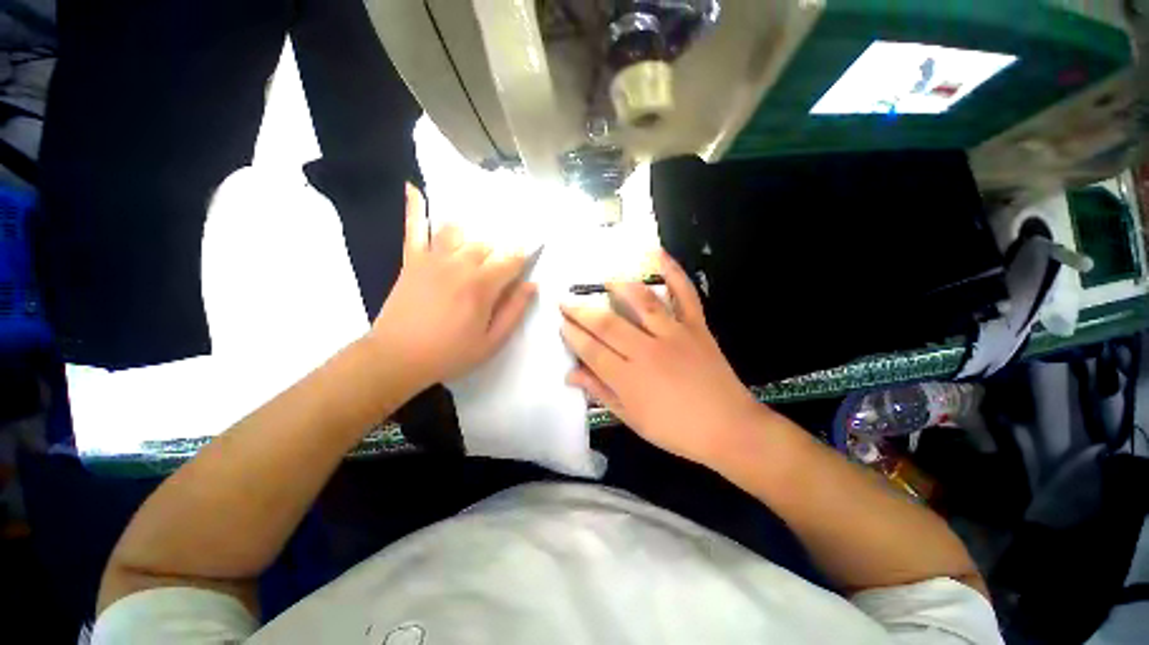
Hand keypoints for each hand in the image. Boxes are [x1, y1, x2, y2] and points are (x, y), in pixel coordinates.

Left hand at [368, 184, 535, 390]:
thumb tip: (532, 284)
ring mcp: (433, 259)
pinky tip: (413, 188)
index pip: (511, 260)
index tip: (530, 254)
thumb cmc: (450, 353)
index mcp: (482, 286)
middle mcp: (460, 265)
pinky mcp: (412, 261)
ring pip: (459, 233)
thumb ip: (515, 310)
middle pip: (487, 245)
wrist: (397, 358)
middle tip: (501, 264)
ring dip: (473, 234)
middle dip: (499, 251)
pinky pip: (413, 229)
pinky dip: (414, 208)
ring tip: (478, 240)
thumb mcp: (492, 341)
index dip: (523, 256)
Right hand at [560, 251, 765, 466]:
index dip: (572, 335)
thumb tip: (571, 374)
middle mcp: (647, 351)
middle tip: (565, 301)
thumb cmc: (675, 430)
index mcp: (629, 378)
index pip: (591, 350)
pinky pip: (684, 294)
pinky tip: (659, 254)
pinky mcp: (696, 327)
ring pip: (642, 303)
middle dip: (582, 311)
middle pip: (608, 325)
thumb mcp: (631, 418)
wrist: (729, 428)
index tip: (561, 322)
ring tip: (605, 281)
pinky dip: (674, 272)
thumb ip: (600, 392)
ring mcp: (674, 334)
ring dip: (620, 287)